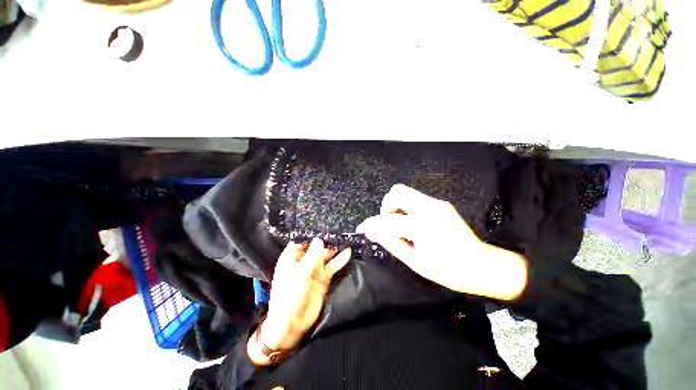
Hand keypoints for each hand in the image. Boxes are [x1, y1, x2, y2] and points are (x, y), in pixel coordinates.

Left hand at [258, 239, 350, 351]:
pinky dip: (340, 259)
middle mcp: (304, 260)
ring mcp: (315, 268)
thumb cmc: (289, 296)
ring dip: (335, 247)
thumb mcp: (300, 274)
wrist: (293, 323)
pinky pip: (333, 265)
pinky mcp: (324, 277)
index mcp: (292, 257)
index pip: (302, 239)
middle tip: (338, 228)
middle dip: (326, 238)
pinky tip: (348, 252)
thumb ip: (311, 256)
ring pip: (326, 254)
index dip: (311, 232)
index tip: (323, 222)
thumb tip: (320, 239)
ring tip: (345, 237)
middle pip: (316, 246)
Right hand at [356, 184, 526, 300]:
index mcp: (422, 226)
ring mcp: (436, 203)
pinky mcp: (441, 204)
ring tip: (400, 224)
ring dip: (396, 206)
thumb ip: (392, 243)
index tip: (363, 228)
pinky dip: (406, 207)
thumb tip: (372, 232)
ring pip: (405, 192)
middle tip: (389, 224)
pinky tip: (412, 223)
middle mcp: (429, 208)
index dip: (371, 224)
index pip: (388, 220)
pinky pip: (415, 198)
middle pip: (397, 192)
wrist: (482, 265)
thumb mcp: (416, 262)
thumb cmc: (449, 270)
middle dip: (386, 207)